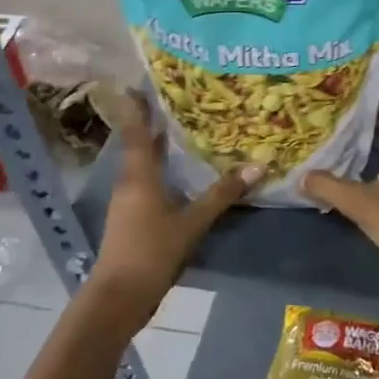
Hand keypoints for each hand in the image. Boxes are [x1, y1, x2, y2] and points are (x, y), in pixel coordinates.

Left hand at [88, 94, 255, 309]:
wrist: (120, 296)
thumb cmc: (152, 251)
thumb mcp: (192, 222)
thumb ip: (222, 194)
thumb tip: (258, 166)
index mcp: (138, 175)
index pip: (136, 131)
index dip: (138, 107)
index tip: (141, 82)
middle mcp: (129, 182)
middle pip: (139, 145)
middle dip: (154, 124)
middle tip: (179, 102)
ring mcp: (128, 203)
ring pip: (144, 165)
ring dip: (159, 148)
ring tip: (185, 132)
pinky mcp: (132, 220)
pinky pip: (148, 184)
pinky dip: (162, 172)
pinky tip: (182, 175)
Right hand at [302, 96, 378, 290]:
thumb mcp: (361, 203)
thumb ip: (330, 187)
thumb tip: (302, 175)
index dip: (376, 96)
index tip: (351, 87)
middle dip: (367, 120)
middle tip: (336, 114)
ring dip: (371, 144)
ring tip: (340, 141)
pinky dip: (376, 166)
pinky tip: (357, 176)